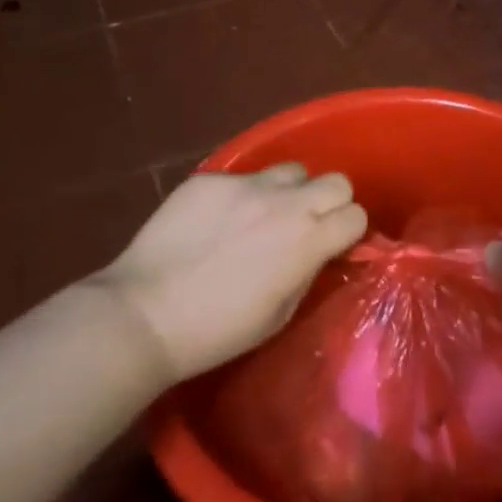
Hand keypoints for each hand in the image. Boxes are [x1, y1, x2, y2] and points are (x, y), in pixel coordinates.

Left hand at [91, 164, 366, 383]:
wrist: (144, 314)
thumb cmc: (216, 330)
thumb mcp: (279, 314)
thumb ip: (307, 271)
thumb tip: (317, 251)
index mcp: (307, 240)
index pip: (356, 214)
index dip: (348, 231)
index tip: (334, 244)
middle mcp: (285, 203)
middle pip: (336, 180)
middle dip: (329, 201)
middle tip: (306, 224)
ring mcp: (246, 185)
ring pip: (291, 170)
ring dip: (287, 192)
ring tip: (261, 216)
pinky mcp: (211, 178)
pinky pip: (242, 178)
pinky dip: (239, 196)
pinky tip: (215, 221)